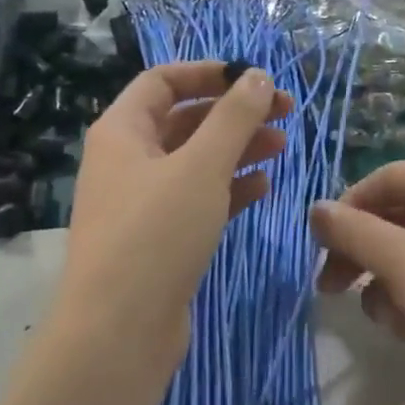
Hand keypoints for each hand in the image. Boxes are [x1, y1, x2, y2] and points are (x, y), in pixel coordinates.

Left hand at [59, 61, 291, 367]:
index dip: (209, 72)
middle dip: (234, 113)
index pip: (164, 80)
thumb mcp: (201, 166)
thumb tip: (256, 76)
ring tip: (282, 147)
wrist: (119, 331)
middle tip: (285, 113)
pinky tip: (263, 187)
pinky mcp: (160, 238)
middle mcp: (127, 160)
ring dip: (238, 148)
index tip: (255, 79)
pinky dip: (229, 187)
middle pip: (185, 119)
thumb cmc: (156, 233)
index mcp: (122, 131)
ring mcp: (142, 202)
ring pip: (195, 160)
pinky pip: (198, 198)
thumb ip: (234, 117)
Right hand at [310, 160, 404, 402]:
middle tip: (330, 289)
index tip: (320, 246)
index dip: (347, 209)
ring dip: (388, 285)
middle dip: (361, 255)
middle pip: (397, 218)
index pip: (384, 179)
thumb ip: (352, 231)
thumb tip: (315, 209)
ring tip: (387, 319)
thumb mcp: (398, 258)